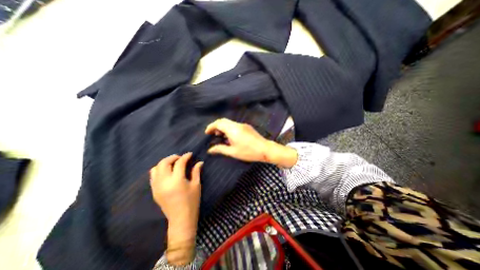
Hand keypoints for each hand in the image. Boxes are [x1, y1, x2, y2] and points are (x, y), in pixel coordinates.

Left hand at [149, 153, 201, 264]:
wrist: (180, 219)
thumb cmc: (191, 201)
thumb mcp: (196, 185)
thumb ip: (196, 172)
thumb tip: (200, 162)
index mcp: (177, 181)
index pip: (179, 163)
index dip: (185, 157)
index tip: (190, 154)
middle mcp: (164, 182)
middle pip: (164, 163)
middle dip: (173, 157)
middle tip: (181, 158)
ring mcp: (157, 187)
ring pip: (156, 168)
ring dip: (165, 162)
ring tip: (173, 163)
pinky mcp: (154, 191)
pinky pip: (153, 176)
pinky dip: (159, 170)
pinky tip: (167, 171)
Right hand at [205, 118, 297, 167]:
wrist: (265, 149)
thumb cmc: (248, 152)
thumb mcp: (233, 152)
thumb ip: (220, 149)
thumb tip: (210, 150)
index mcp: (233, 129)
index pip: (219, 123)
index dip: (211, 126)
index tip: (207, 133)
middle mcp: (237, 125)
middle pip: (223, 121)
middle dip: (216, 126)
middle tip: (212, 135)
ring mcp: (243, 125)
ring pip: (229, 123)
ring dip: (223, 127)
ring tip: (220, 137)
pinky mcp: (247, 127)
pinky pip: (235, 125)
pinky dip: (229, 129)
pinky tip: (229, 137)